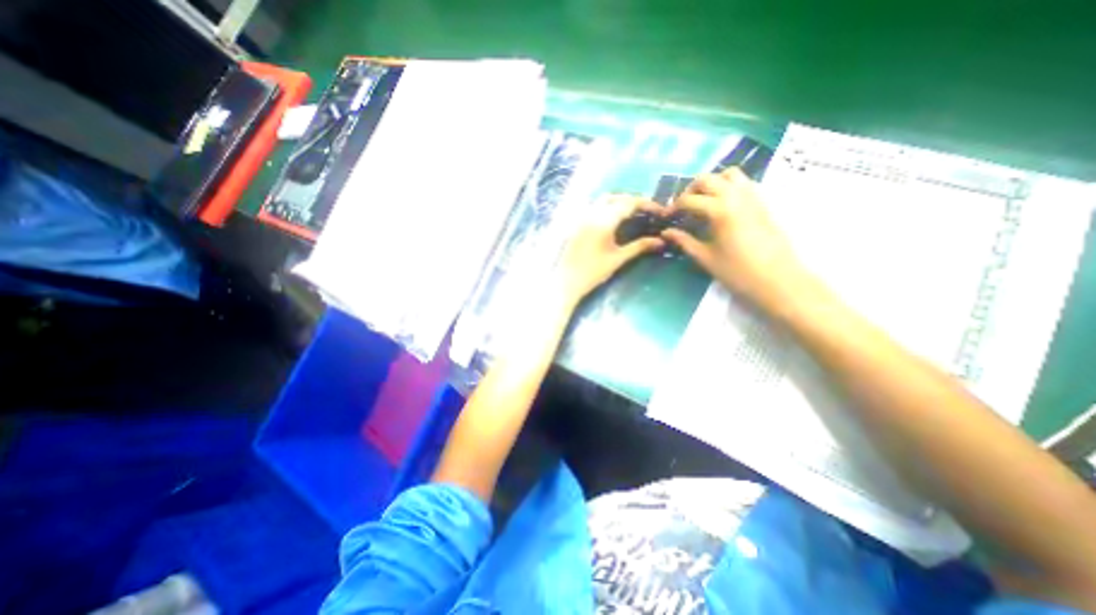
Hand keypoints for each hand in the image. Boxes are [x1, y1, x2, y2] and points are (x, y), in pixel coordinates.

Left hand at [558, 195, 666, 302]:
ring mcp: (582, 218)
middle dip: (633, 201)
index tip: (660, 211)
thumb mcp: (618, 259)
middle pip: (616, 198)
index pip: (629, 203)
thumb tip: (660, 241)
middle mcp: (592, 214)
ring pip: (603, 200)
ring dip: (619, 202)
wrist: (567, 281)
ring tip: (632, 215)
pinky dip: (607, 207)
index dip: (647, 204)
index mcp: (604, 221)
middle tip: (647, 212)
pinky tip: (613, 221)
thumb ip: (639, 247)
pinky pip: (594, 207)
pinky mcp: (577, 224)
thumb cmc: (593, 272)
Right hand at [658, 169, 811, 306]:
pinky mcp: (762, 203)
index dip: (673, 207)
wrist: (778, 281)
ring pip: (728, 174)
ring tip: (702, 201)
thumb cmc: (738, 272)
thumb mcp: (705, 258)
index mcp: (720, 210)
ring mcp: (752, 197)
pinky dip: (728, 186)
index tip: (665, 218)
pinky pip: (743, 182)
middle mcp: (736, 196)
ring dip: (711, 183)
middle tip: (681, 208)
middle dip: (689, 190)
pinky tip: (721, 205)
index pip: (689, 200)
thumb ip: (684, 241)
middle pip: (707, 179)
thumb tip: (666, 232)